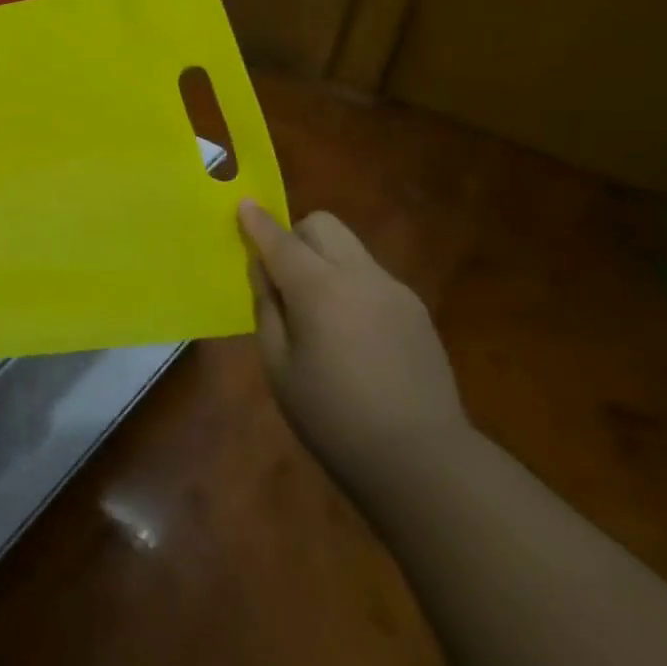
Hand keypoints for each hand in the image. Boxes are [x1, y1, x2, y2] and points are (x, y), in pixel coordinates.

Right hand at [239, 202, 467, 495]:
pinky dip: (350, 283)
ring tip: (318, 309)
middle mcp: (359, 276)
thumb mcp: (278, 367)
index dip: (257, 221)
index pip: (280, 239)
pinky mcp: (415, 310)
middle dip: (296, 234)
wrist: (424, 461)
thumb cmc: (334, 418)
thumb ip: (267, 309)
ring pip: (350, 247)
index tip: (242, 204)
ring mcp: (393, 290)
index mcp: (319, 289)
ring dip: (324, 258)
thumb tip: (263, 271)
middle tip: (283, 274)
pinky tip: (351, 332)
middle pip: (323, 225)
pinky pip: (371, 276)